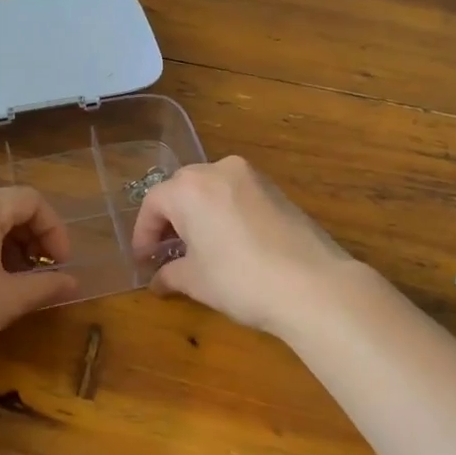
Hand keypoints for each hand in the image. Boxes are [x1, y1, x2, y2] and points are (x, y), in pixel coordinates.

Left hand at [0, 186, 77, 373]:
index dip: (55, 232)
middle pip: (7, 206)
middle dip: (32, 239)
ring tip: (14, 282)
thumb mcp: (6, 300)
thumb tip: (73, 283)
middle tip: (40, 274)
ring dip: (8, 245)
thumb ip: (44, 285)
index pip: (32, 202)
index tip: (61, 266)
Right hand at [129, 156, 362, 334]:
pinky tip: (228, 242)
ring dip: (198, 215)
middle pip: (181, 190)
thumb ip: (170, 274)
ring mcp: (252, 176)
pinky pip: (236, 195)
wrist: (312, 284)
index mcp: (190, 188)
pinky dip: (223, 213)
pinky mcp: (276, 189)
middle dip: (170, 221)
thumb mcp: (196, 280)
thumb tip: (158, 280)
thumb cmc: (240, 279)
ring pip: (211, 189)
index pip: (153, 204)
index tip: (143, 260)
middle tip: (166, 253)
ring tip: (197, 248)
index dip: (143, 234)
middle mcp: (219, 170)